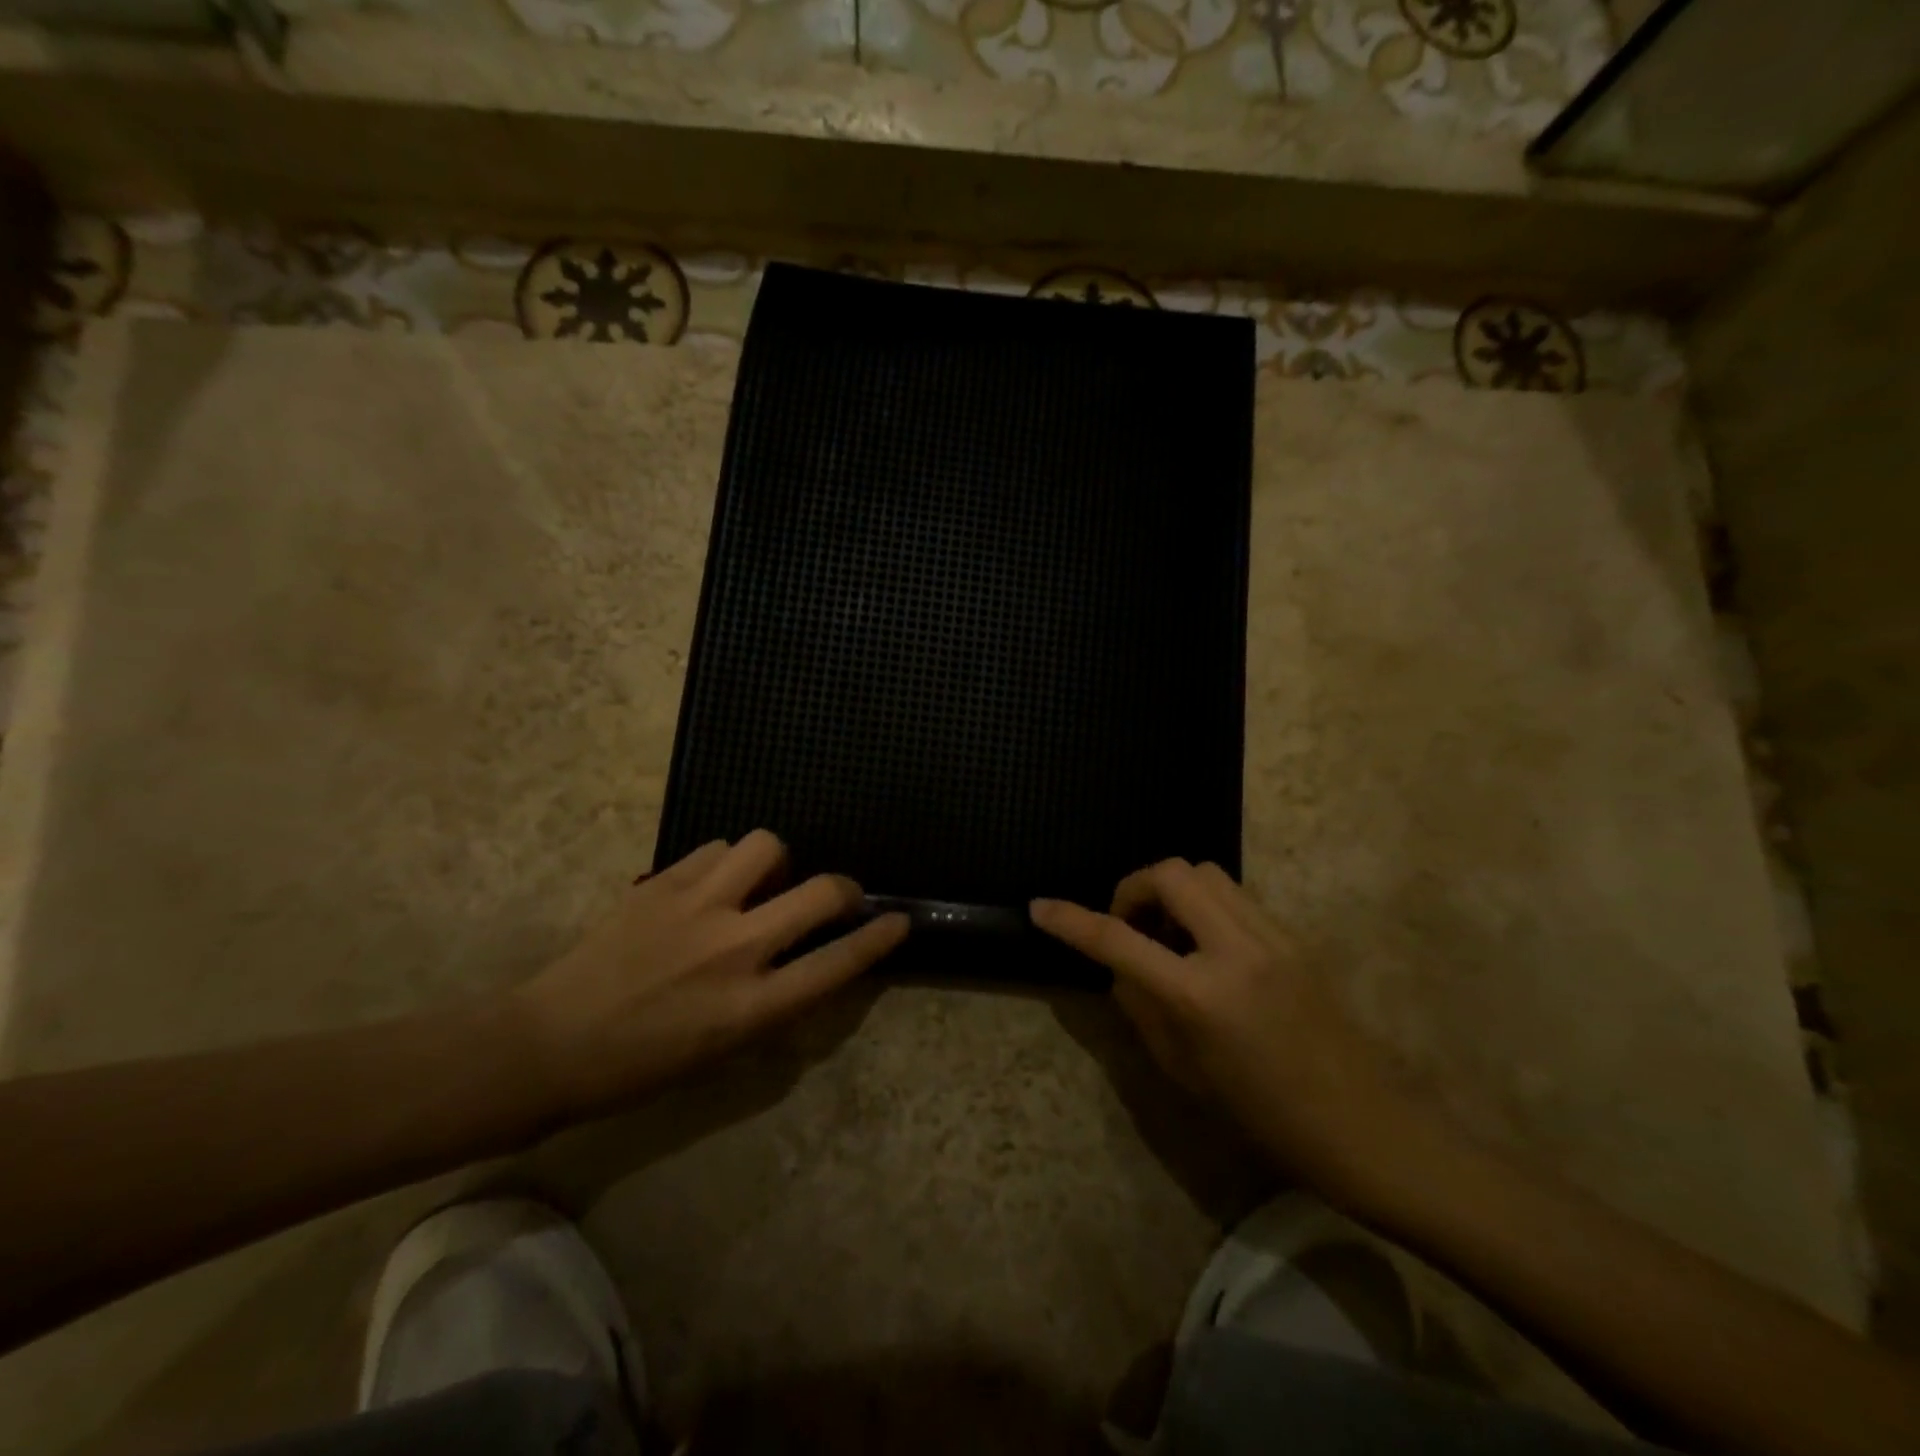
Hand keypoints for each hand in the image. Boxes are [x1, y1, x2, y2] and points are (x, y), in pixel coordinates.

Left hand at [514, 831, 907, 1121]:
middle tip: (835, 897)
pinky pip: (716, 847)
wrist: (548, 1045)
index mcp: (750, 1005)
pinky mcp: (661, 883)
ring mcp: (696, 907)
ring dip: (779, 863)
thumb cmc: (638, 1067)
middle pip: (820, 892)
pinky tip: (714, 882)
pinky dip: (728, 860)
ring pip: (767, 847)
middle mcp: (734, 948)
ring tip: (763, 882)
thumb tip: (804, 965)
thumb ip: (772, 1006)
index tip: (899, 921)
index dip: (878, 939)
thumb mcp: (720, 1052)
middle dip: (843, 889)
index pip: (836, 964)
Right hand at [1031, 860, 1424, 1202]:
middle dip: (1134, 887)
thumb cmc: (1265, 1117)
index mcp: (1201, 995)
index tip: (1041, 908)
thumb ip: (1142, 1008)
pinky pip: (1235, 895)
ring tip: (1166, 934)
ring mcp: (1274, 936)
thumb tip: (1120, 966)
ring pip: (1206, 872)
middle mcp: (1238, 950)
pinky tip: (1205, 945)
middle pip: (1172, 872)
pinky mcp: (1295, 937)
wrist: (1365, 1129)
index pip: (1119, 940)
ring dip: (1172, 890)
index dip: (1072, 920)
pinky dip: (1204, 904)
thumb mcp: (1184, 1072)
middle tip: (1128, 926)